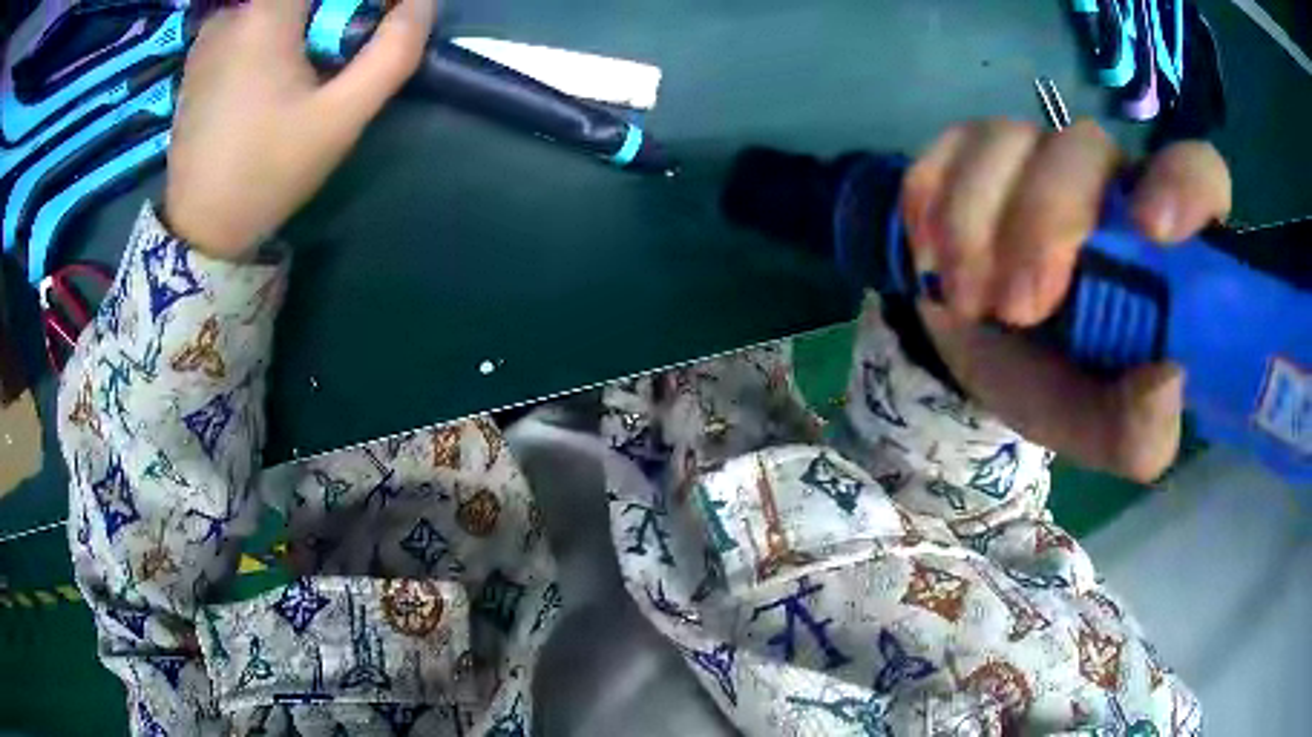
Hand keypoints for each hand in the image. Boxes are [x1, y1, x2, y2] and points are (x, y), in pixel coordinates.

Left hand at [166, 0, 437, 259]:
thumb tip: (423, 2)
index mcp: (266, 14)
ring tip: (306, 65)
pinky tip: (270, 73)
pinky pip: (246, 21)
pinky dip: (271, 31)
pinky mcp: (197, 58)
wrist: (199, 229)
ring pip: (270, 7)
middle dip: (329, 13)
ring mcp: (209, 34)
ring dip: (300, 21)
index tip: (374, 20)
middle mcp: (232, 12)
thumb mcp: (341, 117)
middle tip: (339, 48)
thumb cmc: (268, 171)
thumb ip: (393, 52)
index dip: (356, 1)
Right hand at [901, 120, 1231, 481]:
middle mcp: (1107, 180)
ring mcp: (1037, 153)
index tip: (1149, 229)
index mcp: (1163, 243)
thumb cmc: (1060, 389)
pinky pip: (948, 151)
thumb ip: (1143, 430)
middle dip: (1045, 224)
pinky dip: (933, 207)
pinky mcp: (973, 149)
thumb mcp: (1105, 434)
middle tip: (1016, 308)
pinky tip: (936, 260)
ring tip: (966, 302)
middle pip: (1085, 146)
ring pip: (1008, 140)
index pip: (1199, 172)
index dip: (1181, 183)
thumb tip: (1169, 377)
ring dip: (976, 227)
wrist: (979, 359)